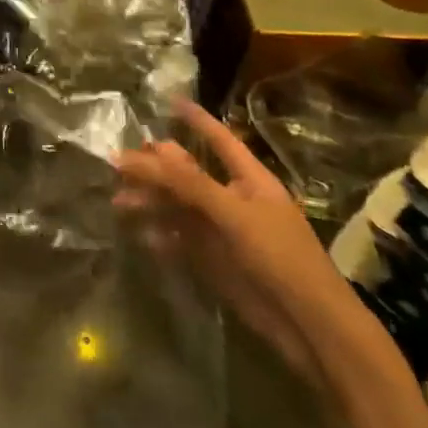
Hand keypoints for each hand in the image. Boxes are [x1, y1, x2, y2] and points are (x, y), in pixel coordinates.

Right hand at [114, 101, 371, 379]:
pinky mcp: (216, 262)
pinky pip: (181, 240)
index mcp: (250, 181)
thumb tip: (146, 150)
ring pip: (179, 207)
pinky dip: (160, 236)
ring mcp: (224, 232)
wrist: (308, 326)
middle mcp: (235, 201)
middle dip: (156, 167)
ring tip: (119, 202)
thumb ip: (188, 182)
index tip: (171, 101)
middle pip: (189, 174)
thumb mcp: (233, 213)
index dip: (197, 120)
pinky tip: (141, 236)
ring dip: (150, 202)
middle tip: (119, 162)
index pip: (220, 140)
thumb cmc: (279, 257)